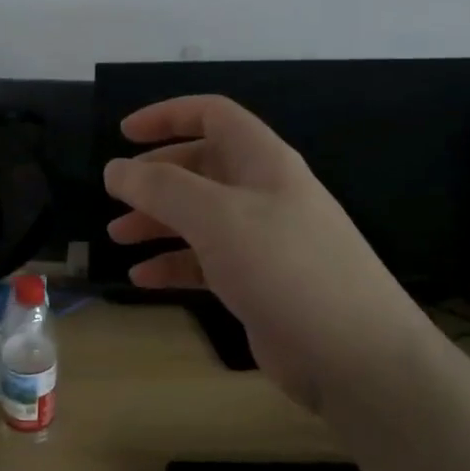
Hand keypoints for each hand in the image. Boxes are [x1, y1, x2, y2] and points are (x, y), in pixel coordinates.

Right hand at [104, 95, 434, 410]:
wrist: (354, 355)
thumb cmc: (285, 268)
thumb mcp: (217, 218)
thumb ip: (161, 188)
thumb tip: (115, 168)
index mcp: (263, 161)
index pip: (213, 115)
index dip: (167, 116)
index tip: (123, 134)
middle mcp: (263, 193)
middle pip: (201, 167)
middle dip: (155, 176)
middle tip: (115, 193)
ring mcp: (262, 240)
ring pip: (199, 216)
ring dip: (157, 220)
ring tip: (117, 235)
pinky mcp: (257, 282)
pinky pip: (205, 261)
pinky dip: (173, 263)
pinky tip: (142, 277)